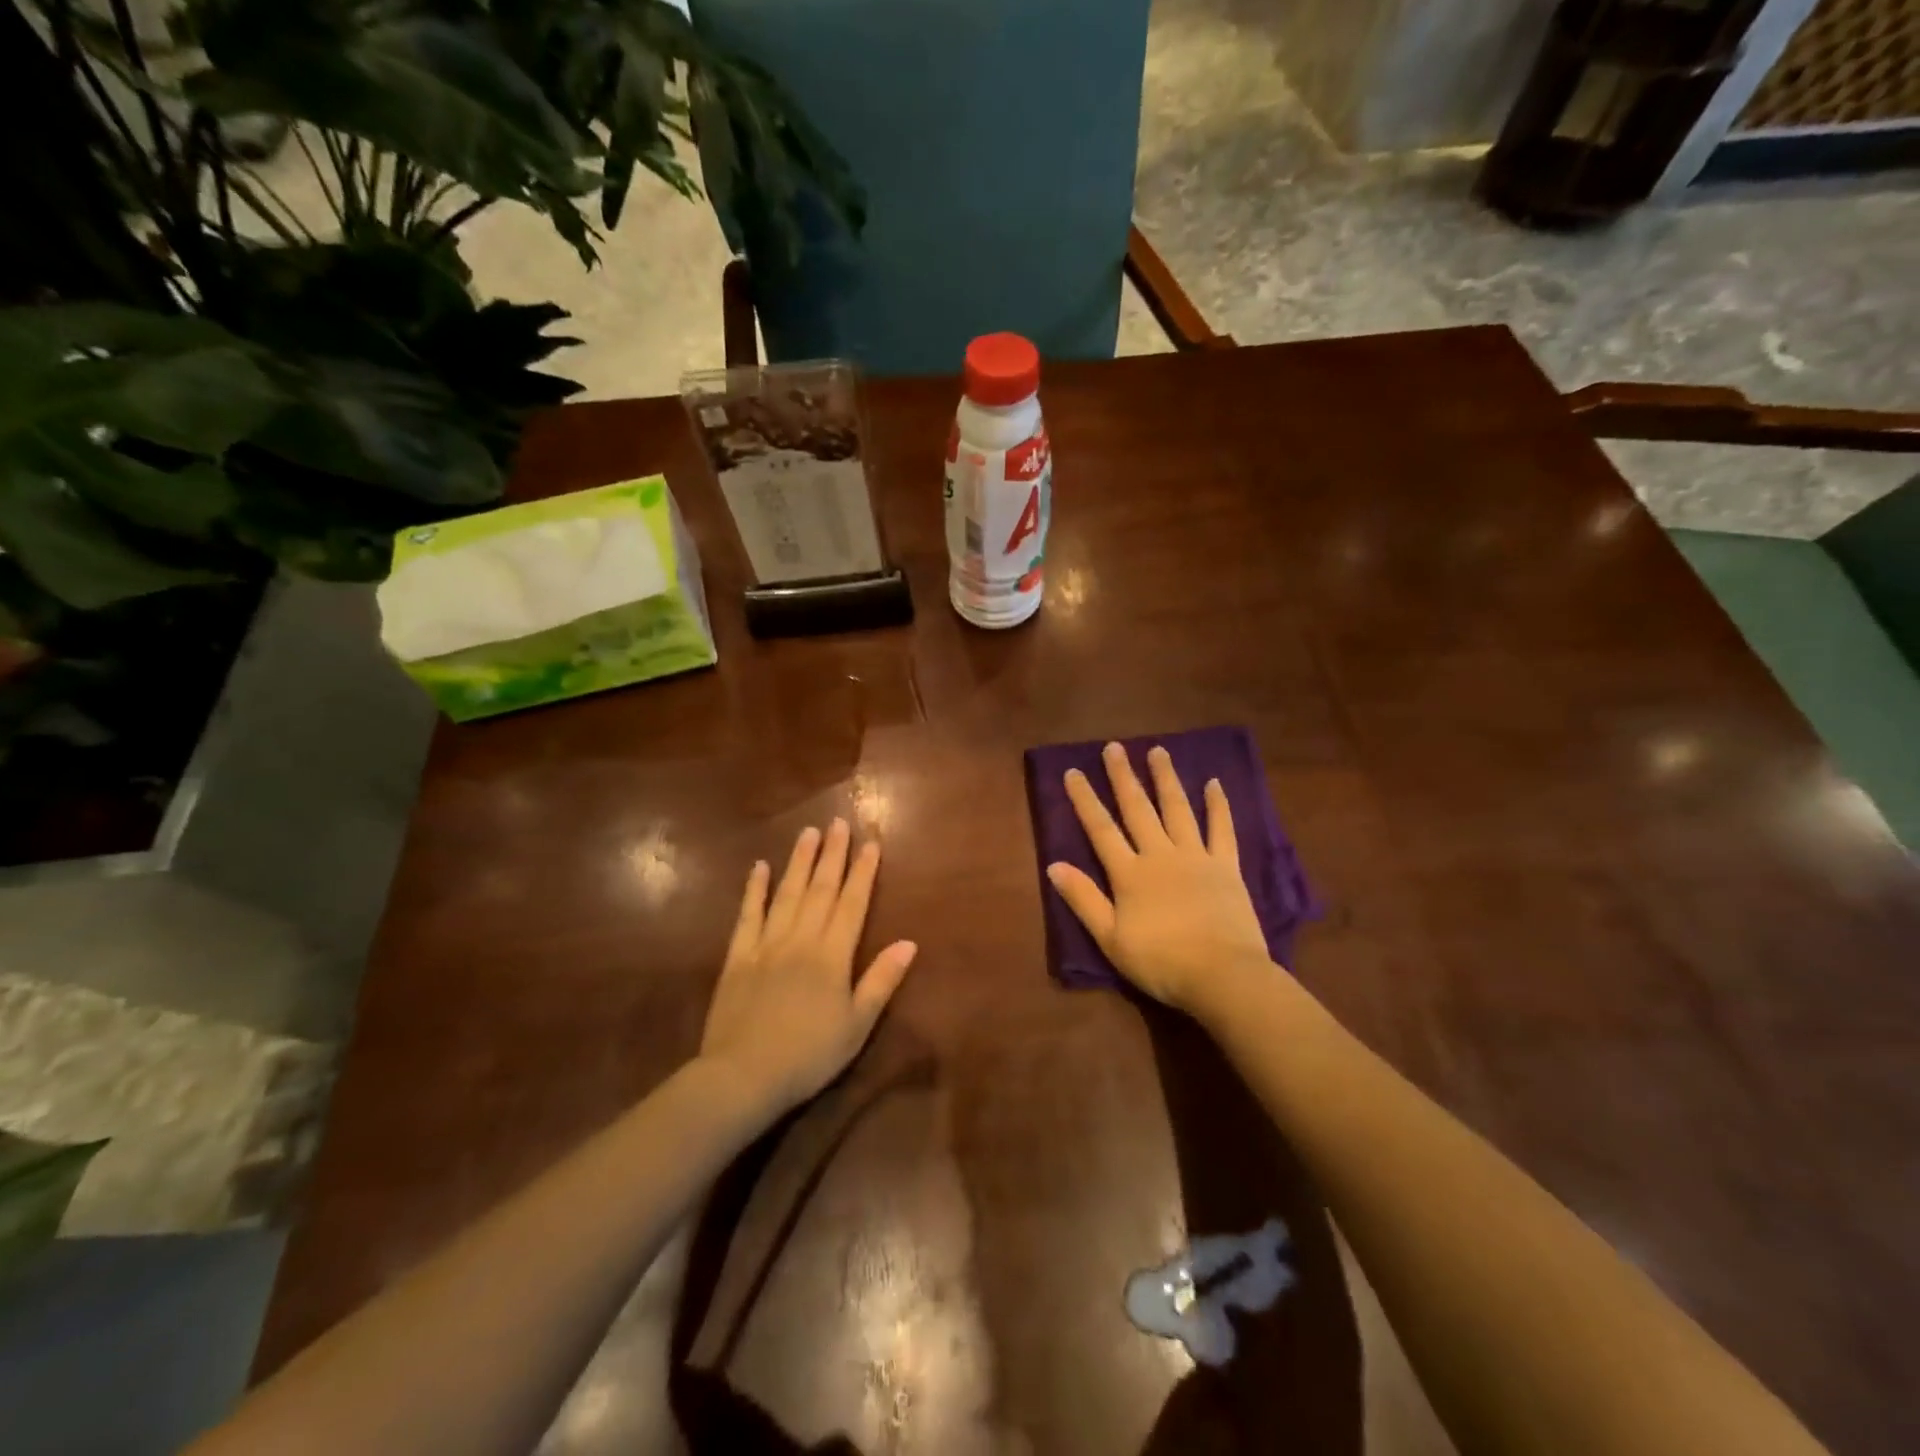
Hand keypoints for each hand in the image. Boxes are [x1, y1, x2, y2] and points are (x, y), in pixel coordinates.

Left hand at [700, 819, 917, 1115]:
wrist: (742, 1076)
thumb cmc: (808, 1055)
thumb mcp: (857, 1026)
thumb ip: (881, 981)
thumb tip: (909, 943)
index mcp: (832, 955)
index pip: (852, 903)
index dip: (863, 872)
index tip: (870, 843)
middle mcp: (801, 940)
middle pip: (820, 889)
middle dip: (832, 855)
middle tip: (838, 823)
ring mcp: (766, 945)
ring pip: (786, 894)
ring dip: (799, 861)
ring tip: (808, 832)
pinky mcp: (737, 957)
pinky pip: (747, 916)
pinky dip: (754, 890)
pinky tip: (759, 867)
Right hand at [1046, 742, 1271, 1012]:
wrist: (1223, 975)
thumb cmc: (1161, 962)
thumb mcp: (1110, 939)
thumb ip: (1083, 899)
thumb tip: (1053, 865)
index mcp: (1129, 874)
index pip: (1101, 829)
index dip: (1085, 800)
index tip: (1073, 771)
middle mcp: (1160, 855)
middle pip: (1138, 809)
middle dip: (1123, 777)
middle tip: (1114, 747)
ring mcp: (1196, 857)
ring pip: (1177, 809)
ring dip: (1165, 779)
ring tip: (1157, 751)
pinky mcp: (1226, 867)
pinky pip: (1222, 830)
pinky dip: (1217, 806)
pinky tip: (1213, 783)